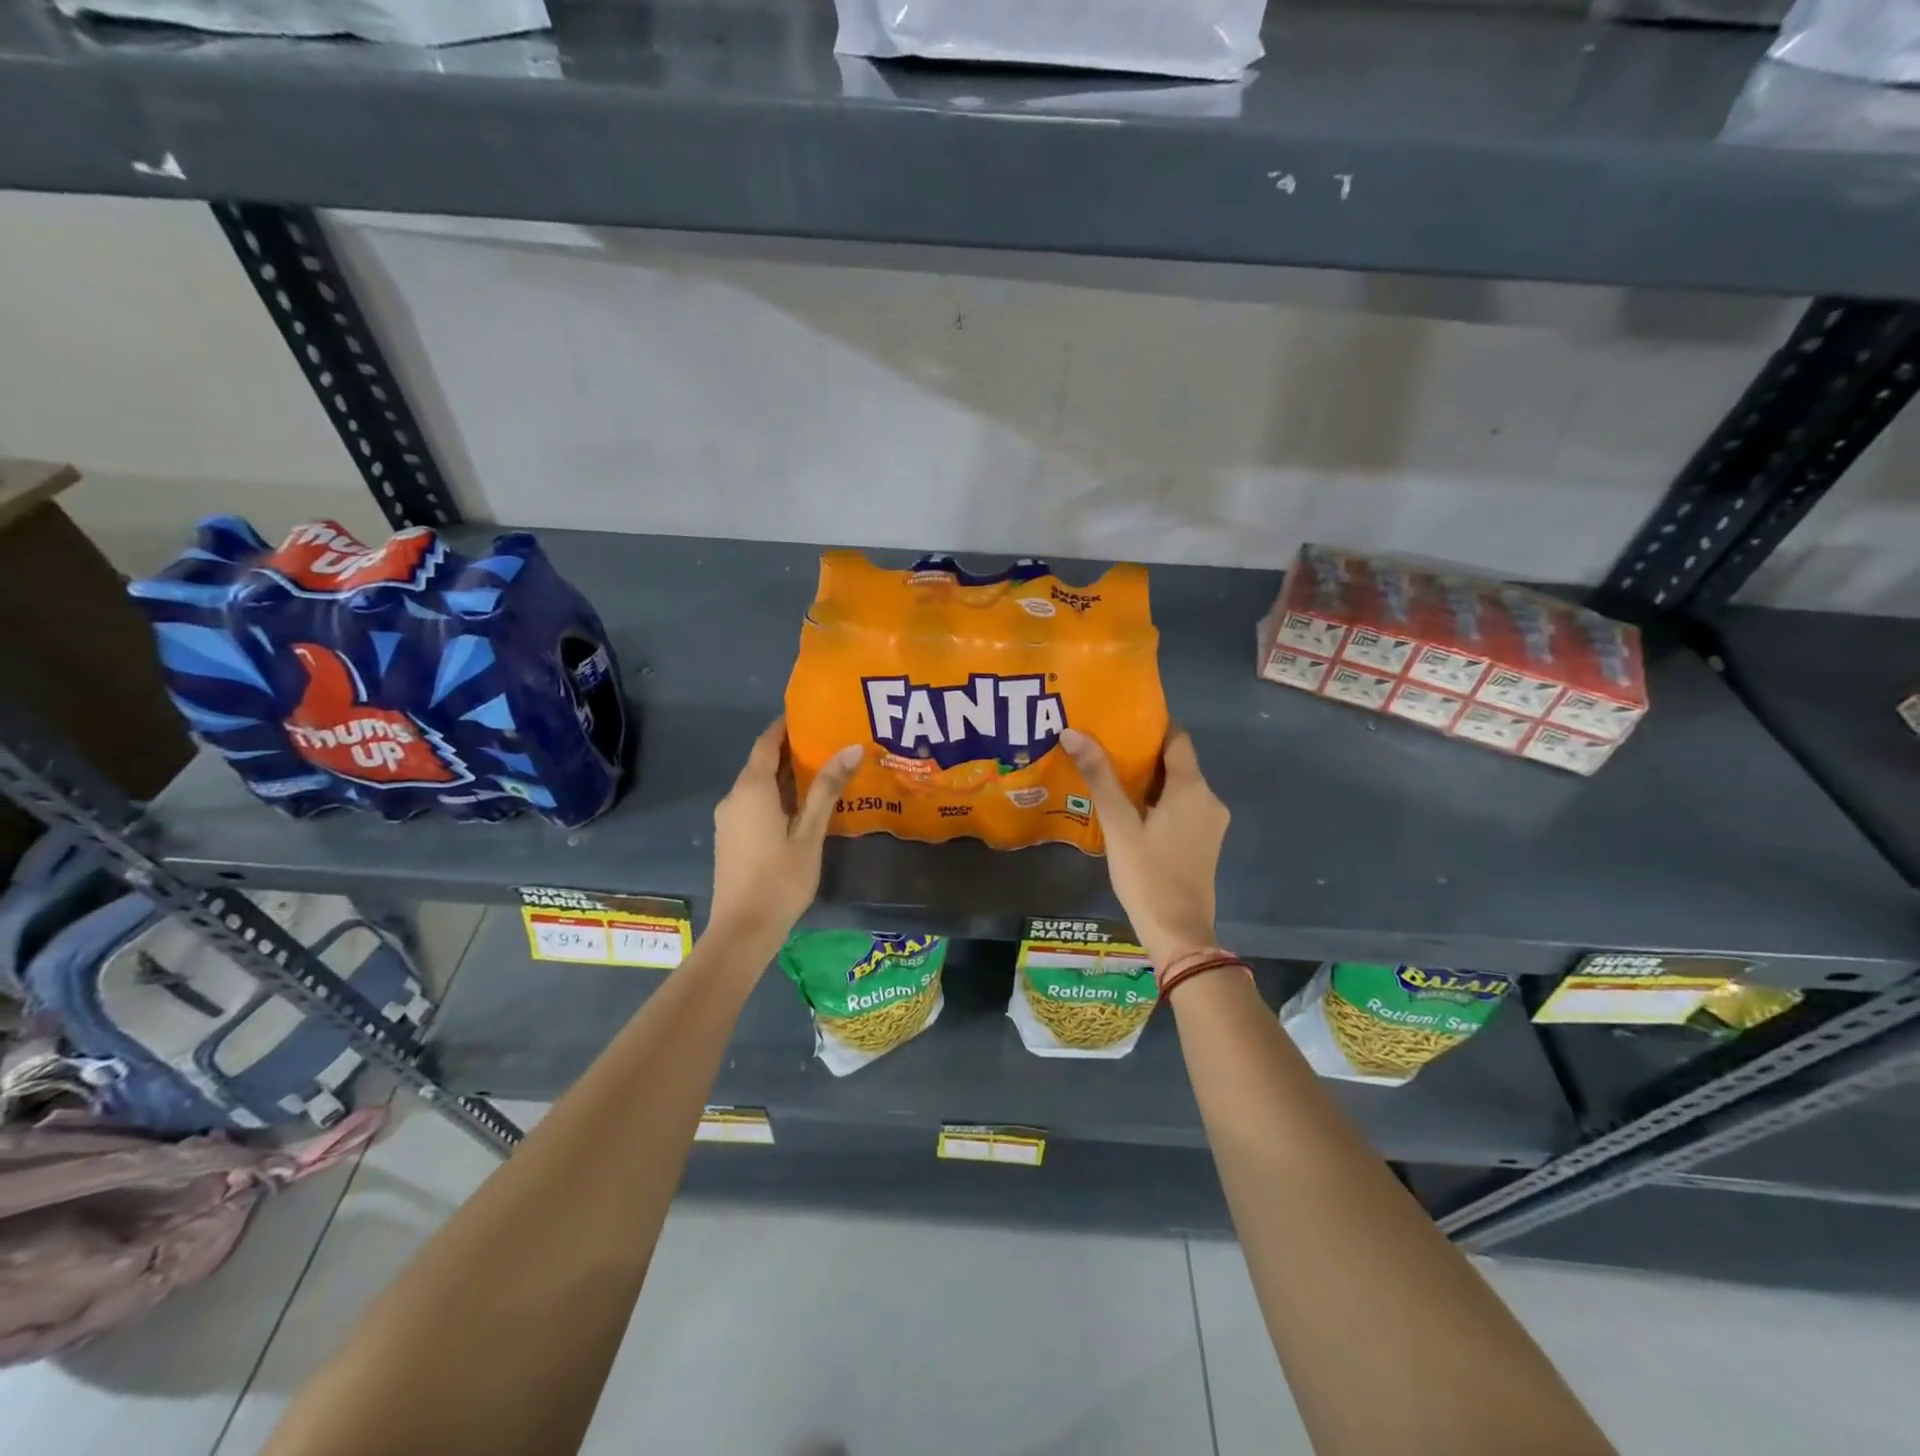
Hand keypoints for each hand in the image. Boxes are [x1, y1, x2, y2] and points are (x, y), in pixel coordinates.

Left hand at [709, 718, 862, 942]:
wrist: (743, 931)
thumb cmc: (780, 879)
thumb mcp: (810, 833)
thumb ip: (827, 789)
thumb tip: (852, 747)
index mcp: (751, 789)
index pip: (767, 742)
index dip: (786, 726)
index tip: (813, 715)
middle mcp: (734, 797)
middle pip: (762, 763)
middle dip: (792, 750)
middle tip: (829, 742)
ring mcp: (730, 820)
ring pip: (758, 785)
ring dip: (786, 775)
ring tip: (824, 771)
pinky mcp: (732, 838)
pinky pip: (754, 804)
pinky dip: (777, 795)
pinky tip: (803, 806)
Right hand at [1061, 726, 1228, 968]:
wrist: (1179, 933)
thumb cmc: (1147, 875)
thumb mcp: (1118, 825)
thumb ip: (1099, 777)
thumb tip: (1073, 732)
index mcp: (1192, 788)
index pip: (1177, 738)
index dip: (1152, 725)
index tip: (1121, 719)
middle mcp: (1208, 799)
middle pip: (1177, 763)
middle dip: (1144, 754)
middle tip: (1105, 747)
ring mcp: (1210, 824)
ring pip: (1179, 788)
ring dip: (1150, 780)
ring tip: (1111, 776)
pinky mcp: (1204, 843)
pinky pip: (1182, 809)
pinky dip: (1159, 802)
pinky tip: (1130, 810)